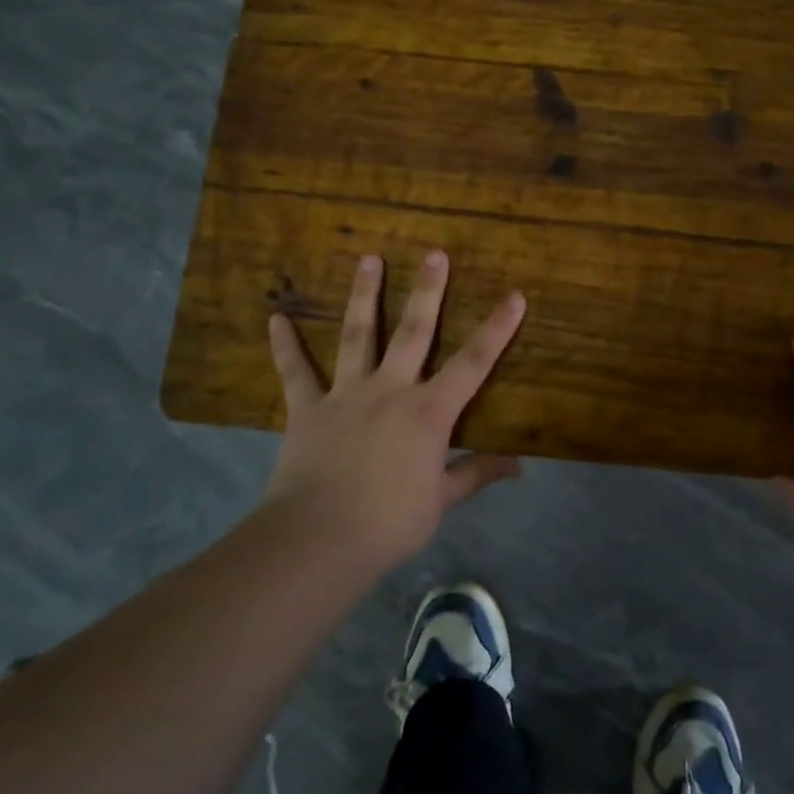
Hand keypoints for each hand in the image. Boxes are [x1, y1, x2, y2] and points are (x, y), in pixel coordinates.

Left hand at [262, 250, 526, 573]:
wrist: (318, 540)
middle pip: (414, 331)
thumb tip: (518, 466)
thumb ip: (476, 474)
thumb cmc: (389, 523)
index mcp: (429, 412)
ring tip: (368, 259)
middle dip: (428, 291)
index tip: (515, 296)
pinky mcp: (308, 409)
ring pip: (358, 335)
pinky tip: (275, 319)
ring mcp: (347, 394)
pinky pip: (296, 372)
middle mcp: (391, 390)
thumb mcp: (442, 501)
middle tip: (435, 254)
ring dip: (364, 295)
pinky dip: (285, 346)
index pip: (473, 362)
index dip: (497, 328)